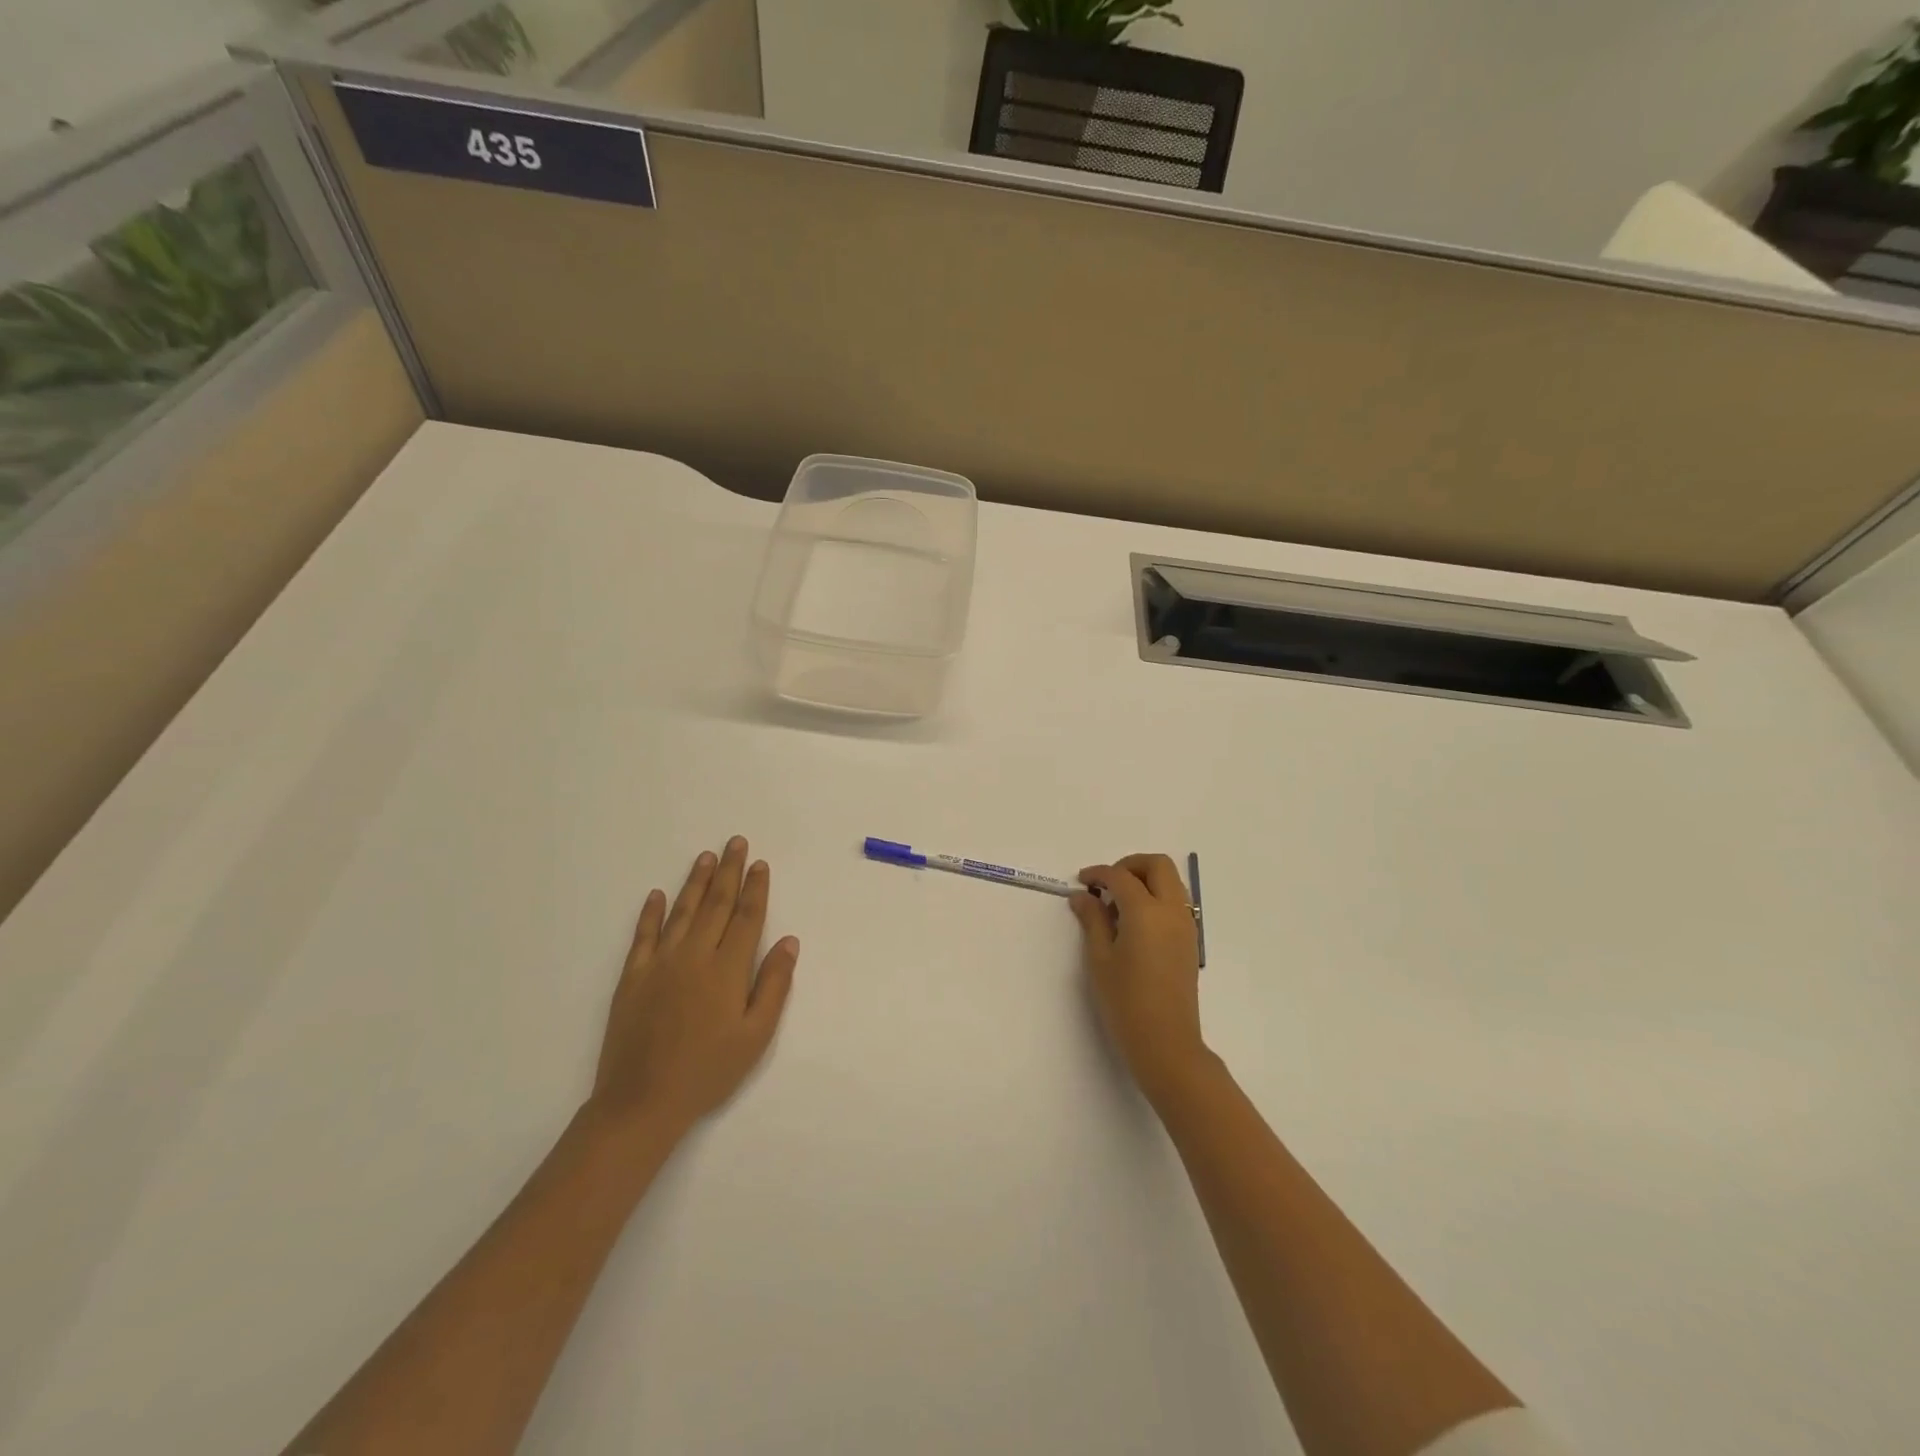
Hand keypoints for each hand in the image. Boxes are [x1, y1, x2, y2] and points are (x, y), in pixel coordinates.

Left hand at [589, 836, 798, 1135]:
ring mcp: (660, 964)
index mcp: (727, 969)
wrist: (642, 1101)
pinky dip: (651, 913)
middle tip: (736, 842)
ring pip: (682, 912)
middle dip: (730, 872)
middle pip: (717, 904)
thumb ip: (773, 984)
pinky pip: (643, 936)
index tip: (760, 864)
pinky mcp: (632, 978)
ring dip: (696, 882)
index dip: (756, 889)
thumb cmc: (708, 1071)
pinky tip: (657, 894)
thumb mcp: (756, 1035)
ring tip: (706, 857)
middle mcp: (694, 956)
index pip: (747, 917)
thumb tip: (789, 941)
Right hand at [1070, 853, 1209, 1104]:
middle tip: (1106, 883)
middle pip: (1157, 865)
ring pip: (1171, 881)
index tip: (1081, 881)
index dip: (1098, 874)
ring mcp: (1186, 925)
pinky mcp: (1190, 941)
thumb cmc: (1125, 1002)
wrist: (1166, 1043)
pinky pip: (1176, 902)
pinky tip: (1134, 922)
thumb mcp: (1100, 959)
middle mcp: (1171, 911)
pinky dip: (1156, 897)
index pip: (1121, 876)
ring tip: (1118, 903)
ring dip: (1145, 879)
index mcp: (1146, 912)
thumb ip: (1092, 920)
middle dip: (1129, 865)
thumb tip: (1082, 895)